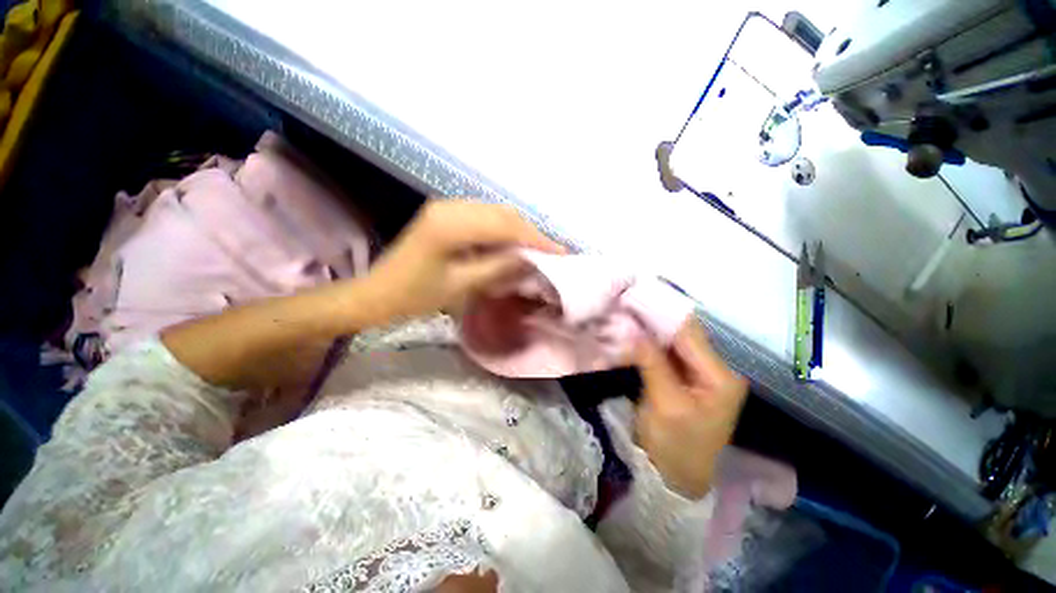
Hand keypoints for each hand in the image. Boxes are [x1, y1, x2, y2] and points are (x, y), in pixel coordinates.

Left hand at [365, 200, 564, 319]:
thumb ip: (498, 267)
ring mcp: (447, 207)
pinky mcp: (446, 214)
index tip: (560, 252)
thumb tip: (531, 258)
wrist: (378, 293)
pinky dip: (503, 230)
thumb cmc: (416, 296)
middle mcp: (450, 207)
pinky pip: (484, 217)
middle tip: (552, 253)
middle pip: (503, 213)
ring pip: (495, 213)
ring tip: (537, 250)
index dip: (535, 238)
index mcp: (450, 225)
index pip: (505, 226)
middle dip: (530, 233)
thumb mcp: (461, 286)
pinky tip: (512, 245)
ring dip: (518, 230)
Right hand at [633, 319, 747, 498]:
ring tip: (627, 315)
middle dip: (655, 320)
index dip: (662, 315)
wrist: (674, 476)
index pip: (689, 334)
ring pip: (673, 341)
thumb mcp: (665, 404)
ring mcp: (699, 372)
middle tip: (627, 305)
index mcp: (721, 376)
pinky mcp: (683, 376)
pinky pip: (666, 352)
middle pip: (683, 335)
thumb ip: (652, 362)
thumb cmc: (675, 445)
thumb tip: (633, 329)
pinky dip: (649, 343)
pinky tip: (633, 333)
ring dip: (650, 330)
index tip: (635, 300)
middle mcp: (715, 368)